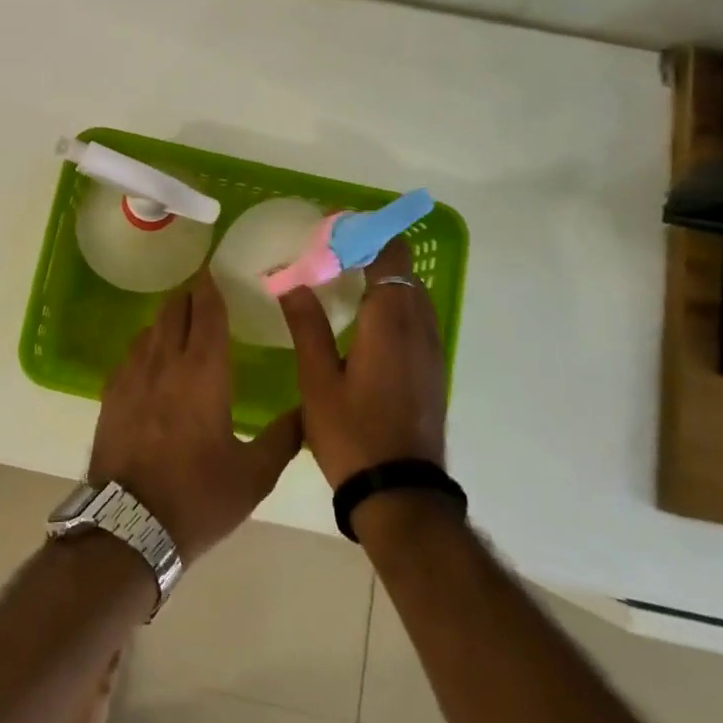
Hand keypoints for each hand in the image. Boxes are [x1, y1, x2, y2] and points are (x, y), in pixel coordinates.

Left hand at [89, 269, 303, 562]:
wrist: (129, 526)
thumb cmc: (198, 498)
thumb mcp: (254, 475)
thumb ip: (285, 437)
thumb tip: (308, 409)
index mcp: (204, 374)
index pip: (208, 314)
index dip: (212, 288)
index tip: (216, 270)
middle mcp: (165, 363)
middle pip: (174, 312)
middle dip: (190, 296)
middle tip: (204, 291)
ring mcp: (132, 377)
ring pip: (150, 330)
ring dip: (168, 319)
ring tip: (182, 321)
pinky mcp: (111, 395)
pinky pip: (131, 354)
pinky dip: (147, 345)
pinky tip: (153, 358)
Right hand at [278, 238, 447, 488]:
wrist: (400, 493)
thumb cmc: (352, 434)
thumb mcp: (317, 380)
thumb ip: (307, 325)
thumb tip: (290, 281)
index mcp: (389, 324)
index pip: (390, 258)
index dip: (367, 236)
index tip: (335, 228)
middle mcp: (418, 329)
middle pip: (404, 273)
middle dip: (372, 254)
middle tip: (330, 253)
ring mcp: (430, 351)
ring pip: (413, 296)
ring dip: (385, 279)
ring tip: (344, 279)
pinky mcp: (431, 371)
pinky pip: (416, 319)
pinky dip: (394, 304)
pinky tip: (364, 320)